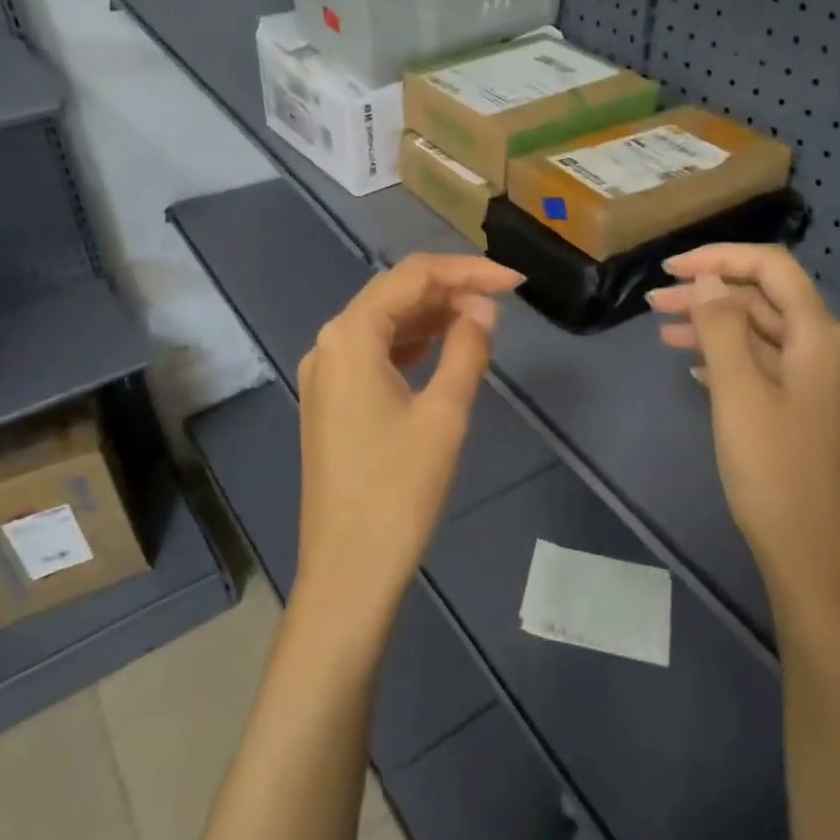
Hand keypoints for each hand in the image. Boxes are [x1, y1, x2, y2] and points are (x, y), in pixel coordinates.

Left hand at [294, 254, 522, 632]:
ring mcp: (324, 374)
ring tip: (481, 321)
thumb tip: (482, 308)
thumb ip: (467, 348)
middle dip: (449, 289)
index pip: (413, 277)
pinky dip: (410, 343)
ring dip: (430, 315)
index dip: (467, 271)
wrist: (349, 568)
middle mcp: (328, 344)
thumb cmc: (399, 490)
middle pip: (393, 294)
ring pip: (382, 323)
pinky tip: (442, 350)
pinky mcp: (330, 400)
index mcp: (349, 336)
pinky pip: (372, 353)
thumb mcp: (444, 414)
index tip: (515, 282)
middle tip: (502, 300)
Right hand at [648, 245, 839, 609]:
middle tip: (653, 304)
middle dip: (708, 294)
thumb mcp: (739, 392)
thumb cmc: (773, 471)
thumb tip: (708, 279)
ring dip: (713, 326)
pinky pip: (763, 366)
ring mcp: (817, 382)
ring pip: (760, 334)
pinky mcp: (805, 410)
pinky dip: (727, 357)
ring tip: (661, 331)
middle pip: (763, 299)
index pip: (771, 268)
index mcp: (818, 336)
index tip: (669, 269)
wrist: (814, 555)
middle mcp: (825, 349)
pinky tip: (694, 366)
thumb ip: (722, 327)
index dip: (719, 258)